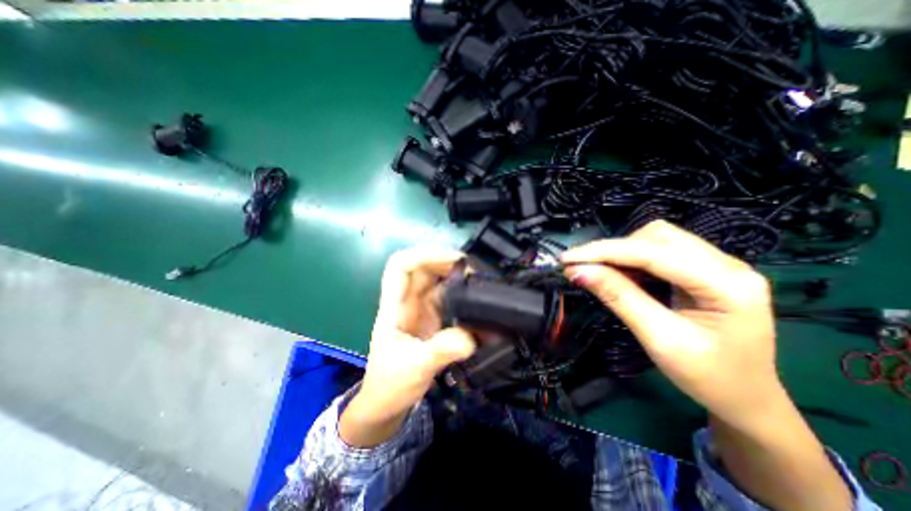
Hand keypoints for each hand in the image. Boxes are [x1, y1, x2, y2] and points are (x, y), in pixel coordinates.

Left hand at [340, 247, 476, 446]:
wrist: (388, 405)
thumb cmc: (390, 384)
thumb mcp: (414, 367)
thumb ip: (440, 351)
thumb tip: (469, 337)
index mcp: (394, 306)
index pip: (400, 265)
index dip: (423, 254)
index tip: (452, 259)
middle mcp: (408, 302)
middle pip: (424, 269)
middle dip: (447, 263)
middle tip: (473, 271)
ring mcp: (422, 310)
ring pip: (439, 282)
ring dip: (458, 279)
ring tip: (480, 284)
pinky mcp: (434, 320)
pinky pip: (450, 301)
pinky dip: (464, 299)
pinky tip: (479, 306)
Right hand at [564, 221, 782, 427]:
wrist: (745, 399)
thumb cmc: (707, 377)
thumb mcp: (658, 338)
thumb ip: (619, 298)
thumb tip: (578, 271)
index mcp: (727, 284)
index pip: (653, 253)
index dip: (604, 252)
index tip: (567, 259)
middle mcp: (727, 263)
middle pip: (657, 236)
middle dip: (614, 249)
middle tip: (583, 269)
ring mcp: (717, 264)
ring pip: (656, 239)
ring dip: (622, 253)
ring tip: (600, 273)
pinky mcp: (703, 269)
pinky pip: (659, 252)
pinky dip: (632, 260)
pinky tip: (620, 275)